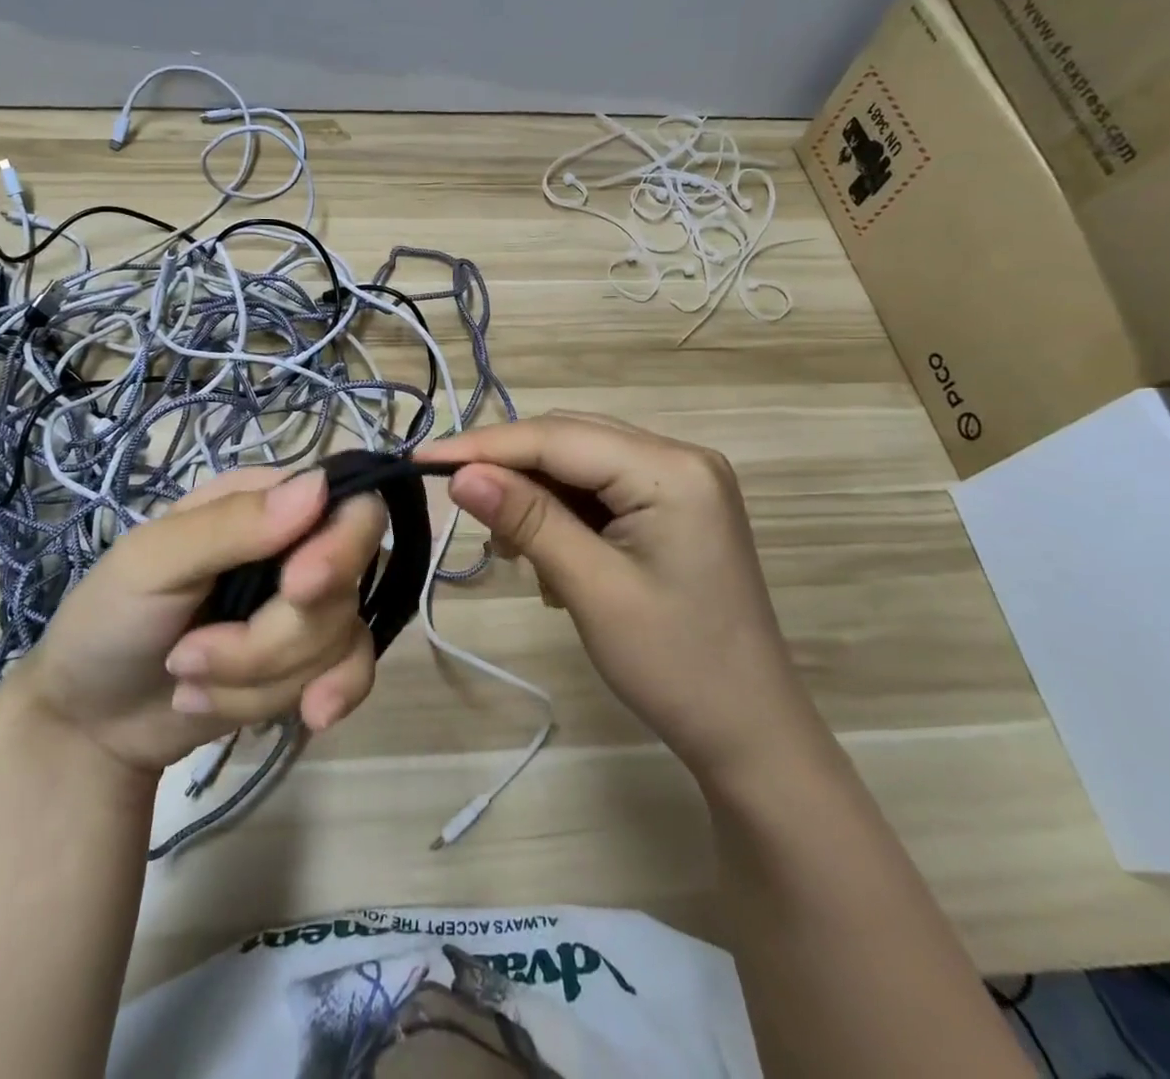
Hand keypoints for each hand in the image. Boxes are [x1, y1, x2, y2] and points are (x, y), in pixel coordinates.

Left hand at [6, 466, 385, 774]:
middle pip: (344, 584)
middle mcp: (299, 547)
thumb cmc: (108, 620)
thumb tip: (319, 487)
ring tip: (187, 678)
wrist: (92, 723)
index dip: (340, 547)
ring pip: (338, 639)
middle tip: (190, 655)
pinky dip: (329, 696)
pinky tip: (308, 717)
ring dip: (254, 678)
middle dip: (271, 638)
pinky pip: (355, 673)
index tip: (297, 590)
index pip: (348, 505)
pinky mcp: (313, 661)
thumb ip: (230, 525)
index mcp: (264, 503)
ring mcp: (309, 607)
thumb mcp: (150, 563)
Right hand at [418, 413, 823, 781]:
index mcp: (672, 469)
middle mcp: (680, 456)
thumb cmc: (675, 667)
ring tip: (516, 551)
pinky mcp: (674, 505)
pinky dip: (564, 513)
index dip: (485, 446)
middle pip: (569, 440)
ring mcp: (681, 479)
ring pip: (580, 463)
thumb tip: (460, 474)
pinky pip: (600, 488)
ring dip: (536, 496)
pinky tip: (553, 556)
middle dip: (511, 470)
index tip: (421, 459)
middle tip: (461, 507)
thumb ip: (528, 520)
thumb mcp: (592, 589)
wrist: (749, 732)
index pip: (558, 437)